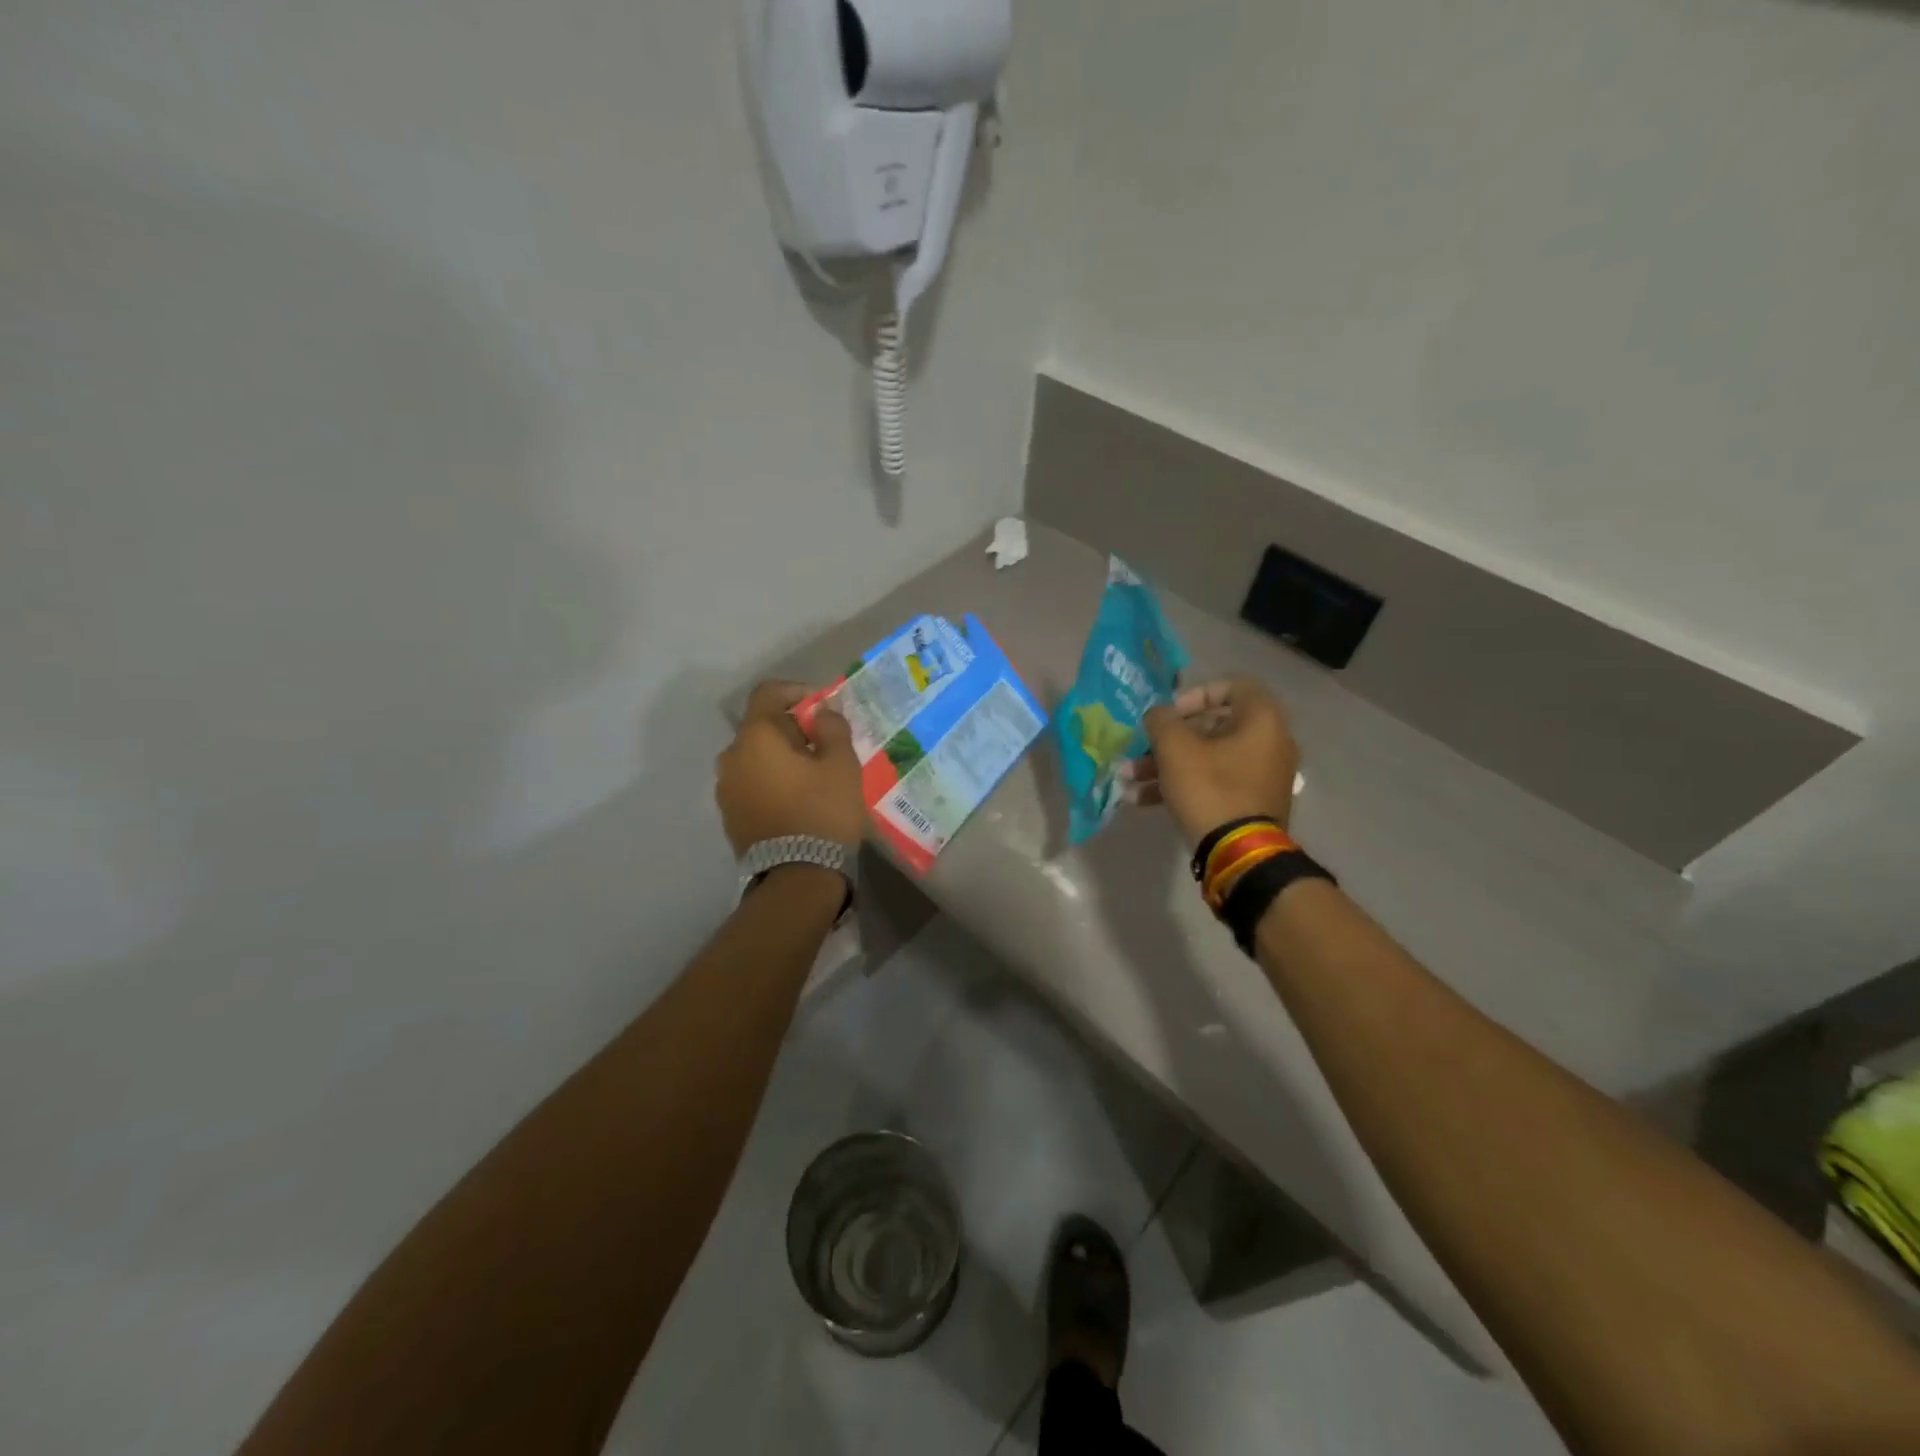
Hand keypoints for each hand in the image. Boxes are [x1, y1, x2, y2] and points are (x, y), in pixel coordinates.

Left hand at [716, 681, 865, 855]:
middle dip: (791, 728)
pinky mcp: (729, 815)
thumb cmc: (823, 811)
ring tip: (811, 774)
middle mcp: (731, 757)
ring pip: (754, 757)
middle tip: (823, 744)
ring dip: (780, 756)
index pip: (768, 694)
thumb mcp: (842, 765)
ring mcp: (726, 789)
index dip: (796, 691)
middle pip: (760, 726)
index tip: (821, 706)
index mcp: (755, 737)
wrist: (797, 876)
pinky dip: (771, 780)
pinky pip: (751, 783)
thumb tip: (821, 713)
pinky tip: (796, 797)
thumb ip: (832, 729)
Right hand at [1136, 676, 1299, 849]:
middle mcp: (1269, 743)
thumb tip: (1158, 715)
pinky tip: (1141, 800)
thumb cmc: (1210, 789)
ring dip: (1165, 765)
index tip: (1169, 715)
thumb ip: (1161, 721)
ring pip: (1206, 758)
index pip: (1231, 686)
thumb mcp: (1175, 749)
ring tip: (1128, 779)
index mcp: (1262, 720)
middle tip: (1139, 749)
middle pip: (1211, 727)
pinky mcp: (1250, 803)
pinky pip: (1213, 782)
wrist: (1239, 854)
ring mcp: (1261, 776)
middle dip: (1167, 739)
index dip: (1194, 695)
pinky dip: (1181, 786)